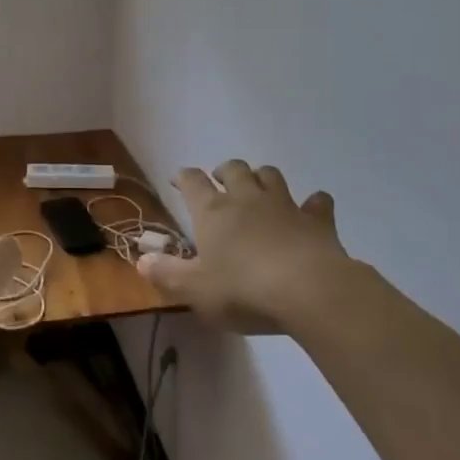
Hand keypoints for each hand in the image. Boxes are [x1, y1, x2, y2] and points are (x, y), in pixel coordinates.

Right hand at [138, 161, 358, 334]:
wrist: (309, 290)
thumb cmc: (243, 290)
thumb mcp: (195, 290)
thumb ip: (167, 274)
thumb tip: (141, 260)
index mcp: (213, 212)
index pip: (192, 182)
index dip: (183, 177)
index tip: (177, 180)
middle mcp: (246, 199)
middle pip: (234, 169)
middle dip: (225, 171)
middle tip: (220, 181)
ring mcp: (284, 205)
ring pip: (270, 175)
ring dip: (262, 177)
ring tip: (258, 188)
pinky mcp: (317, 220)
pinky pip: (317, 202)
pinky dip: (313, 203)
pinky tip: (312, 209)